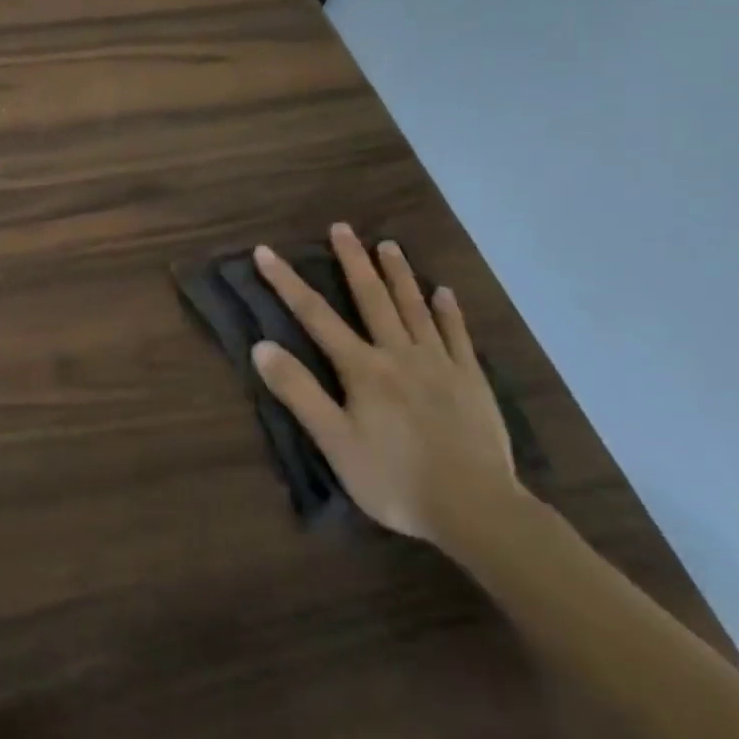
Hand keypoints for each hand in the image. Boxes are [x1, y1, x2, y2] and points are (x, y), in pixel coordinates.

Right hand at [251, 226, 517, 546]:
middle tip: (342, 227)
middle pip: (372, 298)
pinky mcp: (471, 382)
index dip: (286, 282)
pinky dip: (449, 312)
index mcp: (362, 368)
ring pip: (415, 308)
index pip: (315, 315)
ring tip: (388, 245)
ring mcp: (440, 365)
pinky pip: (458, 337)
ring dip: (399, 274)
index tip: (265, 251)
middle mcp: (399, 354)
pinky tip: (444, 292)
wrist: (478, 511)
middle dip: (353, 261)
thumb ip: (298, 392)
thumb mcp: (334, 441)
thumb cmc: (395, 479)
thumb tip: (261, 346)